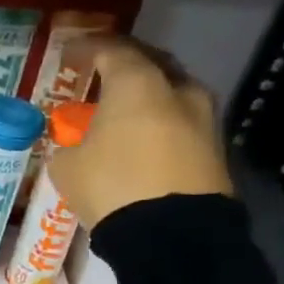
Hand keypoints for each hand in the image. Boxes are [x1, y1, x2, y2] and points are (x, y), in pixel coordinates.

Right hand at [43, 36, 233, 231]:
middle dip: (124, 67)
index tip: (69, 53)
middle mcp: (177, 89)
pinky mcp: (216, 149)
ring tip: (122, 112)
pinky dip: (161, 123)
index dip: (87, 48)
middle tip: (101, 77)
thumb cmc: (112, 185)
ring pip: (171, 93)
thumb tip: (73, 145)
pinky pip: (181, 123)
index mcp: (137, 83)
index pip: (111, 49)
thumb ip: (68, 144)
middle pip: (150, 63)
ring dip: (147, 97)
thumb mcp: (67, 165)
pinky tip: (142, 139)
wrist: (173, 235)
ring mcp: (204, 118)